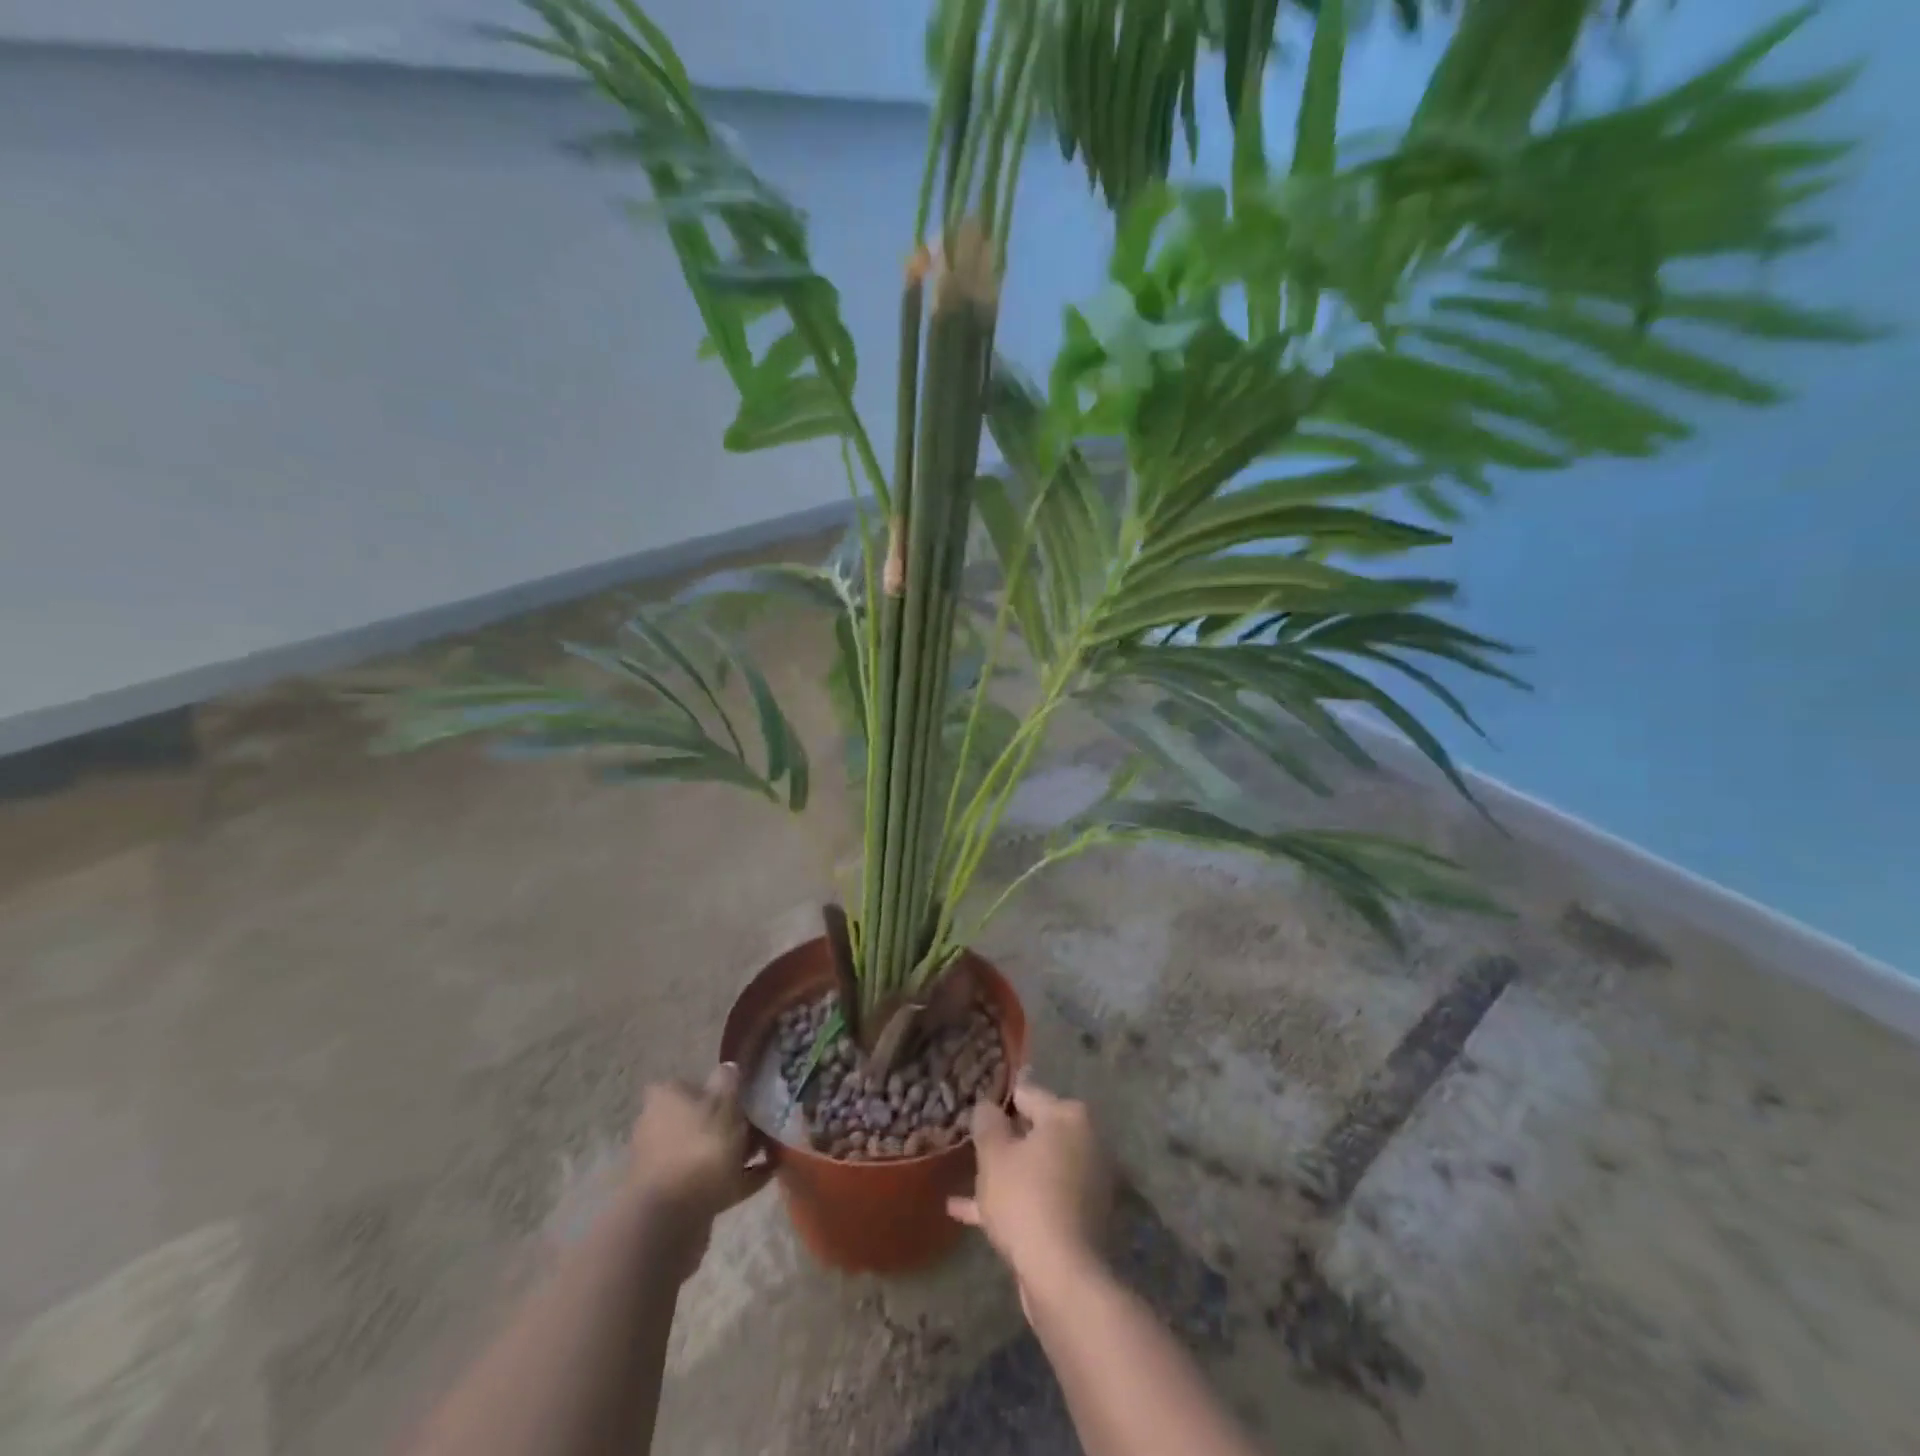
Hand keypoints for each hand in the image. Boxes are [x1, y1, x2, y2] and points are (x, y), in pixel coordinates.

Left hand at [627, 1064, 771, 1277]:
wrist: (669, 1221)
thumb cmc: (699, 1148)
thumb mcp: (725, 1104)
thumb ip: (729, 1082)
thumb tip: (728, 1067)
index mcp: (666, 1097)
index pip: (692, 1083)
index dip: (719, 1088)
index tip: (745, 1097)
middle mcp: (657, 1125)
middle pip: (700, 1118)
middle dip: (730, 1124)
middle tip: (762, 1127)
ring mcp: (663, 1163)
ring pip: (706, 1149)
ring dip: (733, 1152)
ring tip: (769, 1154)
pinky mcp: (673, 1195)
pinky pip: (710, 1179)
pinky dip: (734, 1177)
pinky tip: (764, 1176)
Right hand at [947, 1079, 1112, 1310]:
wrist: (1062, 1275)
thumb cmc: (1025, 1199)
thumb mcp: (993, 1154)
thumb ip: (987, 1123)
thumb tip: (987, 1106)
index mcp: (1068, 1116)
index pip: (1027, 1094)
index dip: (998, 1101)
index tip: (976, 1110)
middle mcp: (1085, 1141)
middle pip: (1035, 1131)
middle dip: (1005, 1139)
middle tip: (972, 1145)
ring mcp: (1086, 1181)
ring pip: (1036, 1168)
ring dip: (1005, 1173)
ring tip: (967, 1179)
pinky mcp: (1081, 1217)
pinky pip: (1041, 1197)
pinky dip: (1014, 1201)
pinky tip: (967, 1213)